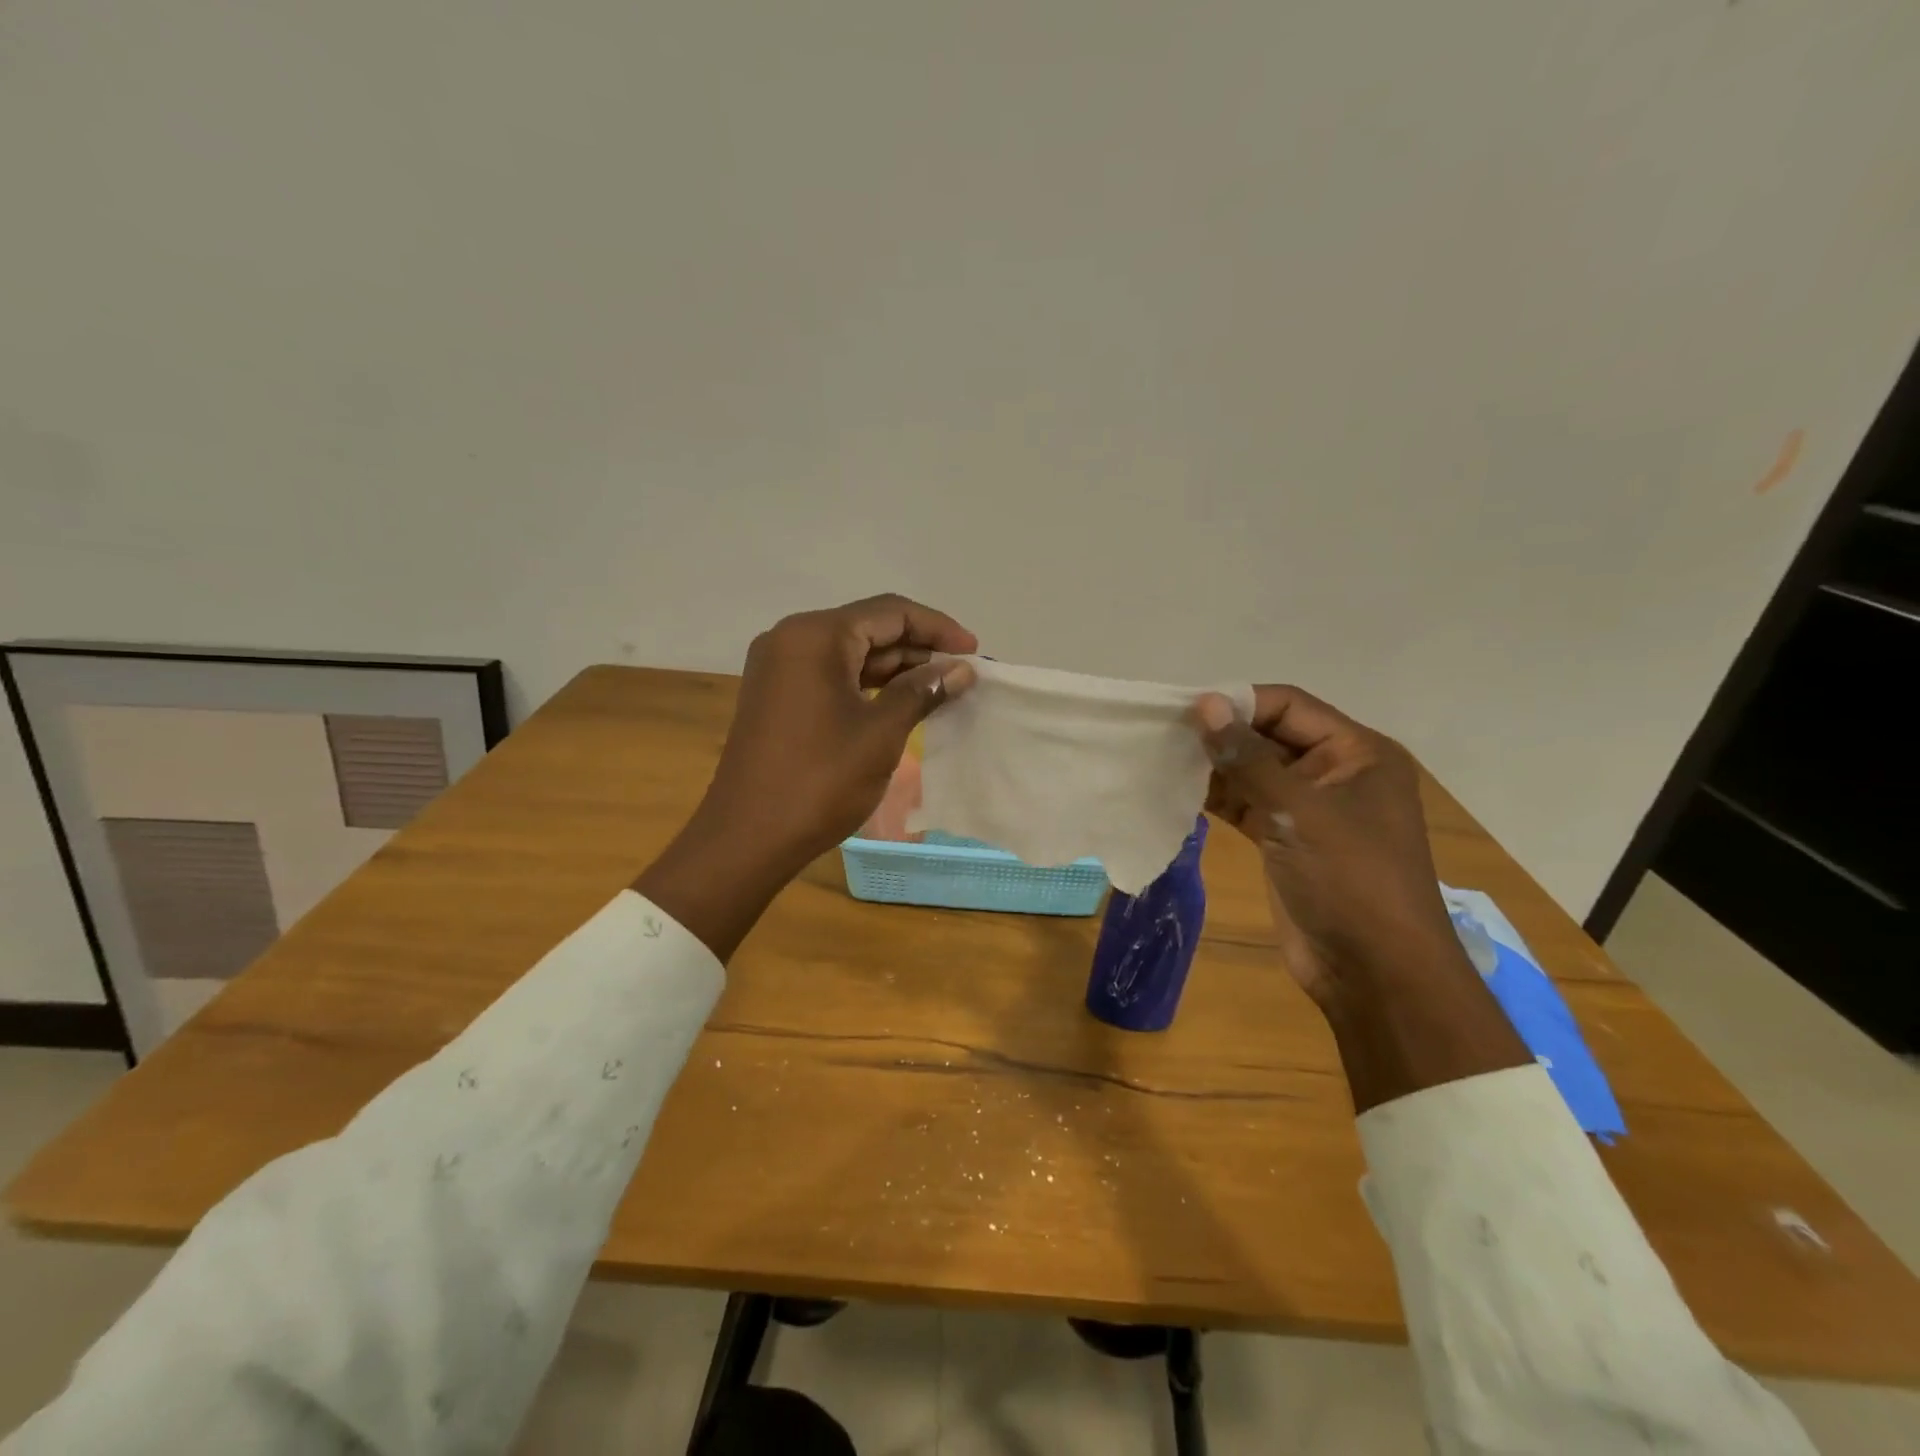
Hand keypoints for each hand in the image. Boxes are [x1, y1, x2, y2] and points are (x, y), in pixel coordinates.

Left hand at [705, 594, 977, 863]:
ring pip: (850, 652)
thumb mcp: (881, 733)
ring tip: (940, 687)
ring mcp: (779, 668)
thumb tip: (961, 669)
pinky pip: (831, 675)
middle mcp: (791, 639)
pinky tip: (900, 701)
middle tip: (962, 672)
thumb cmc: (819, 780)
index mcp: (815, 636)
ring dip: (895, 667)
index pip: (889, 612)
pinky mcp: (777, 695)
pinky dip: (868, 684)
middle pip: (868, 627)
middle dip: (918, 647)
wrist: (748, 837)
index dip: (937, 628)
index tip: (974, 651)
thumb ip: (922, 692)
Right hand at [1192, 686, 1527, 1109]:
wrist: (1375, 972)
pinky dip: (1217, 798)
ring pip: (1254, 772)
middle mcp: (1335, 772)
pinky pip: (1248, 805)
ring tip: (1162, 759)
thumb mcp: (1298, 811)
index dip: (1239, 703)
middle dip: (1222, 734)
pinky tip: (1178, 792)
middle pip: (1270, 736)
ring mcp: (1309, 809)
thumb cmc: (1349, 880)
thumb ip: (1248, 757)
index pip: (1289, 707)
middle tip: (1163, 733)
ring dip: (1214, 767)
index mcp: (1357, 752)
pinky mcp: (1286, 840)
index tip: (1184, 709)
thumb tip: (1205, 704)